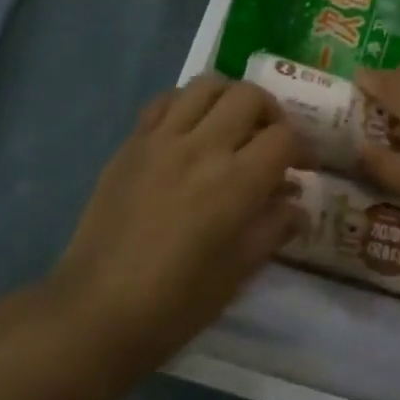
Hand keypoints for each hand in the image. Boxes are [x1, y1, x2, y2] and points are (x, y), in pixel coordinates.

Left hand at [46, 76, 306, 373]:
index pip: (284, 138)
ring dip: (231, 98)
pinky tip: (191, 129)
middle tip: (271, 140)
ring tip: (233, 125)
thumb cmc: (175, 304)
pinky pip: (166, 100)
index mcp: (234, 183)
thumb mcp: (238, 272)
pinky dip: (188, 104)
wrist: (94, 313)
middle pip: (250, 96)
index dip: (304, 147)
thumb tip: (297, 202)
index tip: (304, 167)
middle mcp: (201, 147)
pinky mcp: (132, 143)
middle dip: (272, 113)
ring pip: (207, 85)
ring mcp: (162, 140)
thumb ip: (274, 227)